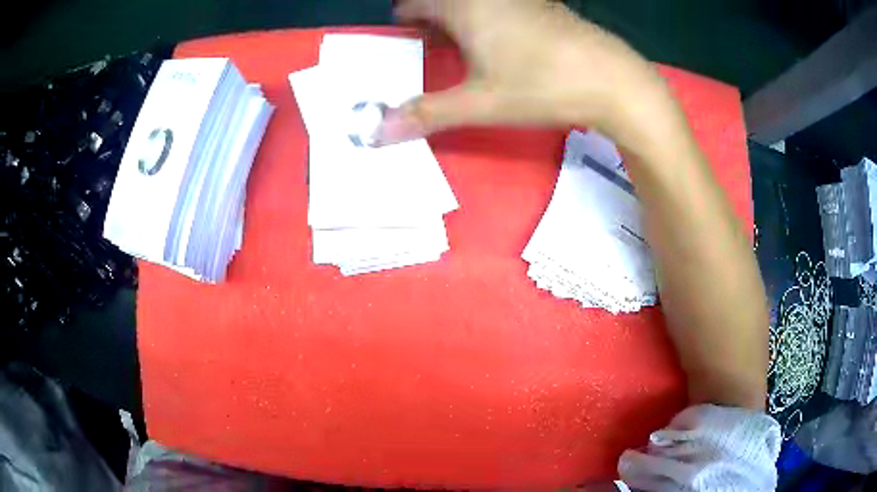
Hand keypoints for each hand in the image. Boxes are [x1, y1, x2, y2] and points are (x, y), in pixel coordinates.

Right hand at [378, 0, 676, 151]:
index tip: (400, 32)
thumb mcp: (479, 104)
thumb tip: (378, 131)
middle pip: (445, 1)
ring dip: (459, 18)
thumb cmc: (540, 85)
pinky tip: (497, 43)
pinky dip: (487, 18)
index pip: (416, 3)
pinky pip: (501, 6)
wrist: (612, 80)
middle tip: (423, 42)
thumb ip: (427, 114)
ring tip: (455, 45)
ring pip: (475, 3)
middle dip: (430, 17)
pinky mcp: (545, 7)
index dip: (404, 16)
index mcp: (464, 6)